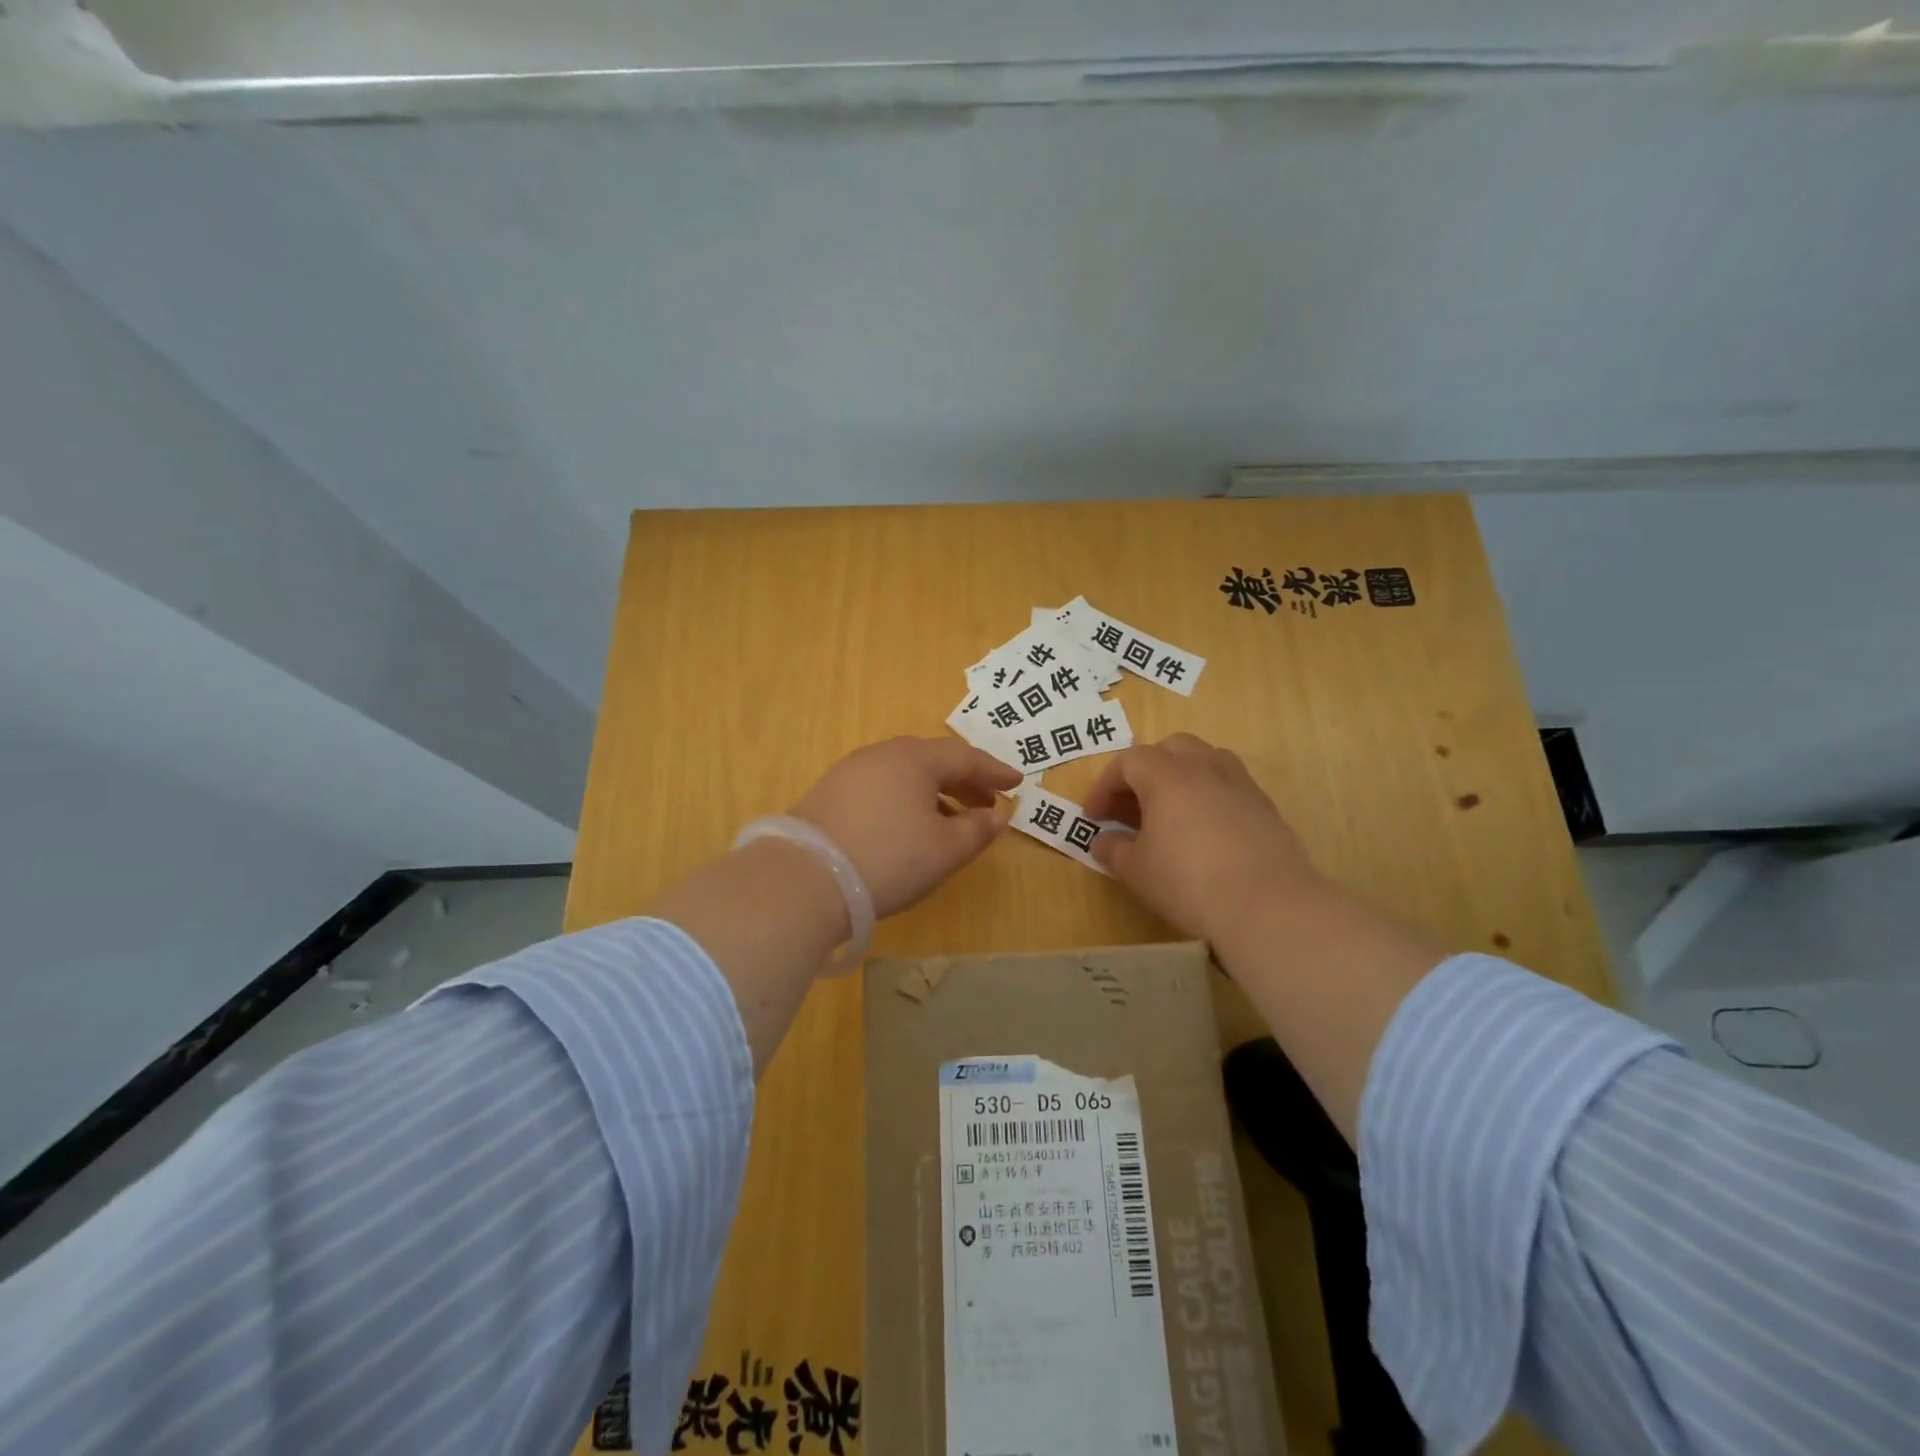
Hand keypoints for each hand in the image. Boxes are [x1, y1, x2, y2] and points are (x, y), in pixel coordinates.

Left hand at [791, 737, 1021, 918]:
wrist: (804, 878)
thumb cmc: (889, 858)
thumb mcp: (945, 850)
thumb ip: (978, 830)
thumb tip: (998, 815)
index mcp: (915, 758)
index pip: (965, 756)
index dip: (994, 771)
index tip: (1017, 782)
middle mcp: (882, 754)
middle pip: (933, 760)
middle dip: (965, 780)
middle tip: (987, 803)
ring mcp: (851, 771)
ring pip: (904, 774)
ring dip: (935, 792)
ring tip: (952, 820)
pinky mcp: (829, 793)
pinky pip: (881, 787)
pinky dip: (905, 800)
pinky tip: (908, 827)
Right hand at [1084, 733, 1325, 943]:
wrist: (1268, 906)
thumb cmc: (1189, 882)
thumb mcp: (1136, 871)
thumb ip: (1113, 849)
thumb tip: (1103, 841)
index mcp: (1167, 775)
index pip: (1127, 762)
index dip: (1104, 786)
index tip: (1093, 817)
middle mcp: (1204, 767)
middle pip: (1169, 749)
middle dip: (1143, 772)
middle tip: (1130, 806)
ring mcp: (1240, 784)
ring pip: (1204, 760)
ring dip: (1179, 777)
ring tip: (1169, 812)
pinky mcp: (1265, 807)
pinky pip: (1228, 786)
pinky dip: (1208, 796)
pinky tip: (1204, 832)